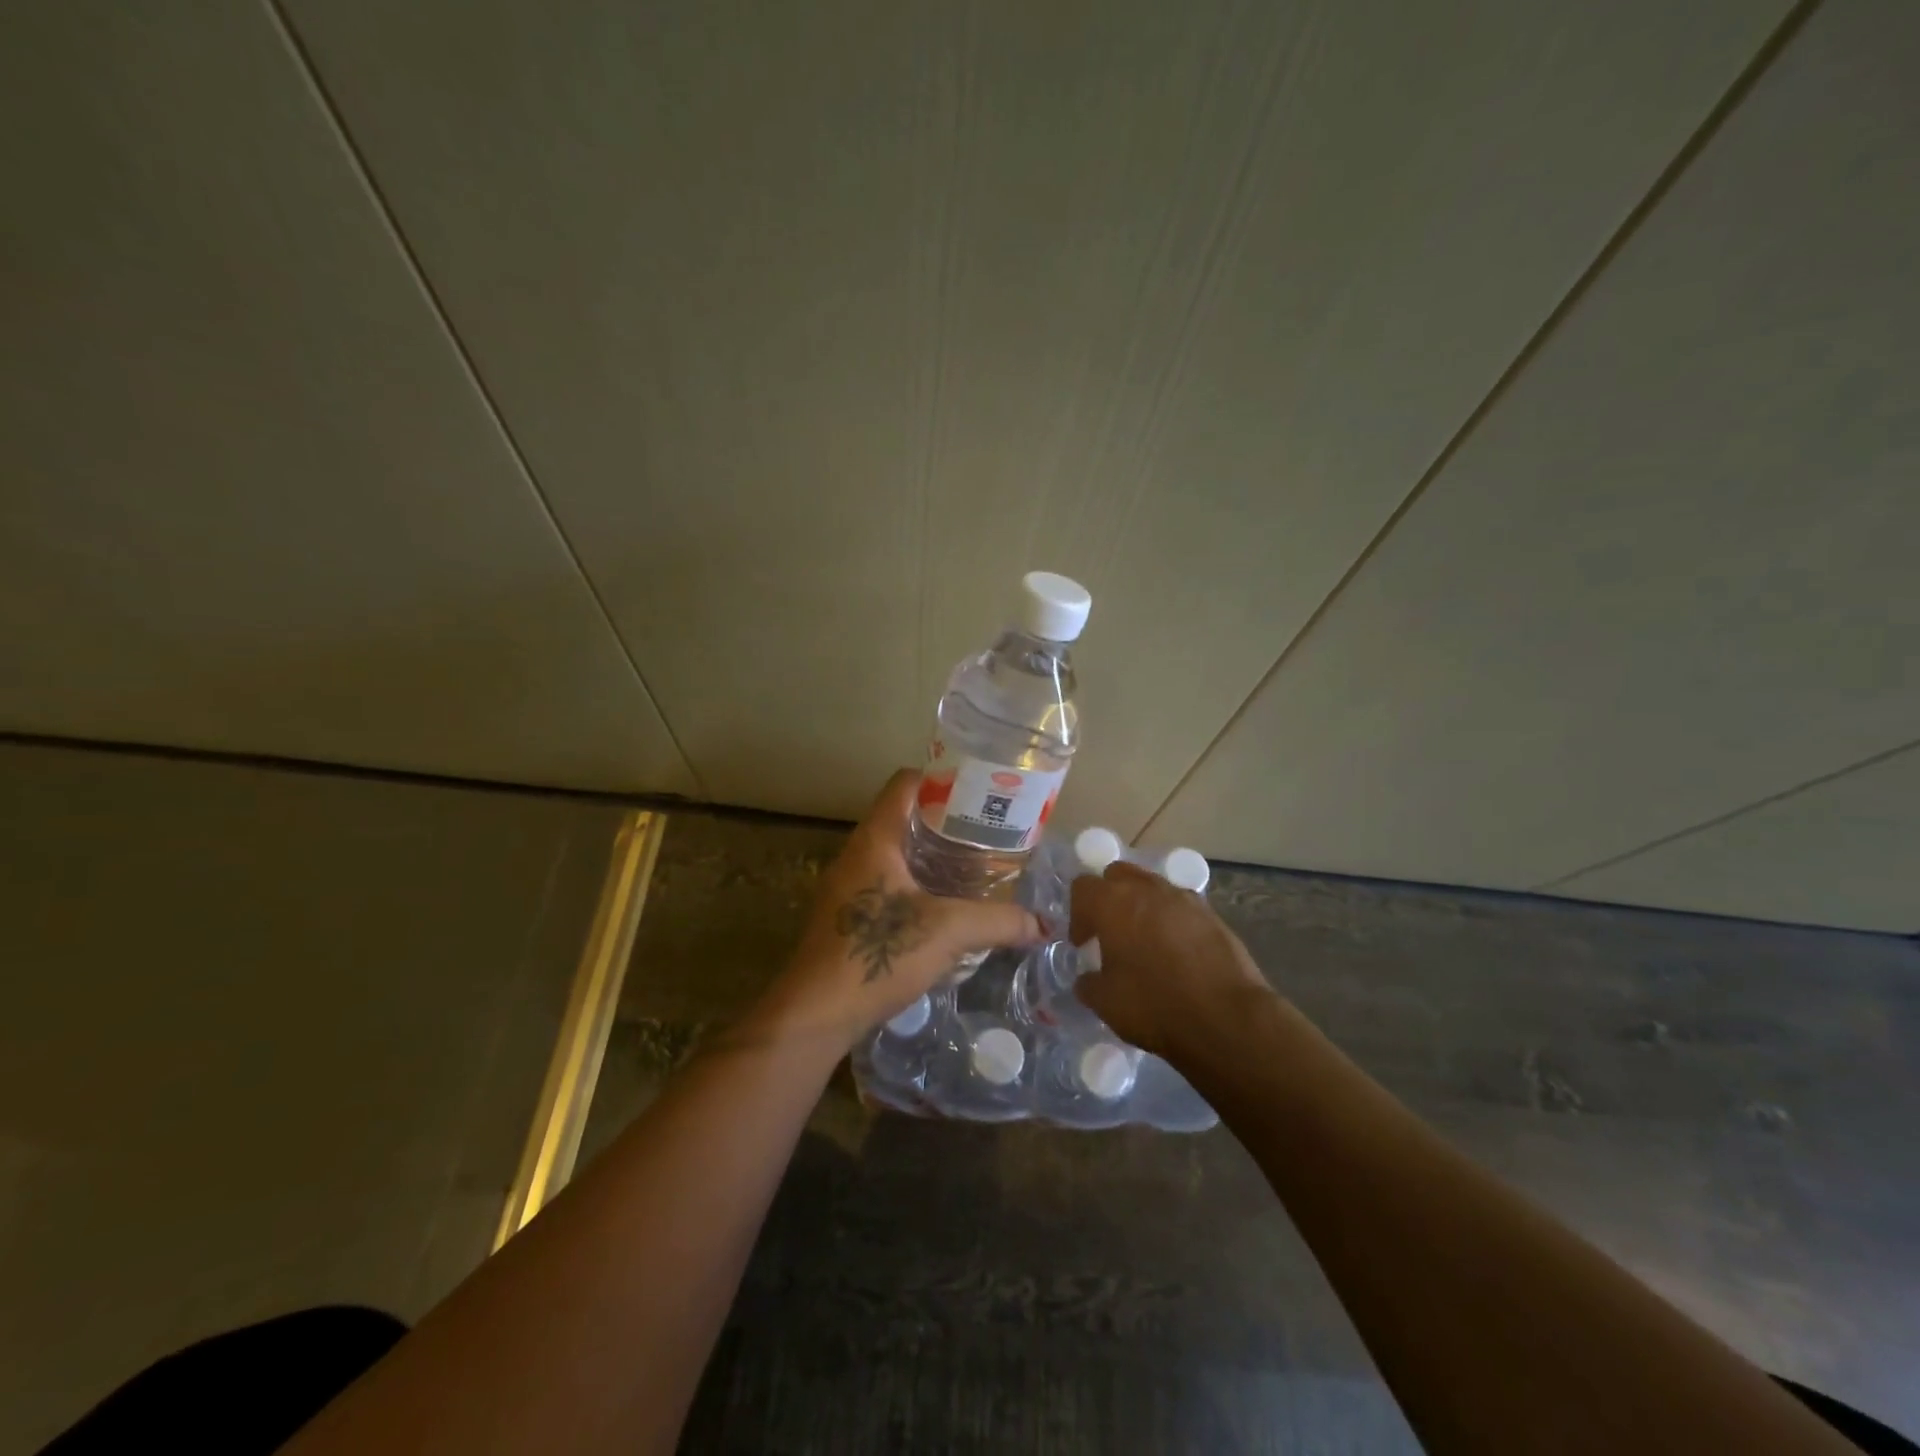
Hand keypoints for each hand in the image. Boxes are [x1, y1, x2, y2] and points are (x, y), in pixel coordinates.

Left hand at [755, 769, 1040, 1049]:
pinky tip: (946, 906)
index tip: (979, 791)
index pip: (905, 783)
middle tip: (987, 831)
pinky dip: (917, 883)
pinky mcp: (847, 916)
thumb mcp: (948, 931)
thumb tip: (1042, 925)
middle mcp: (857, 853)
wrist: (816, 1013)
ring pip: (895, 853)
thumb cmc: (878, 955)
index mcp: (875, 839)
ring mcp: (848, 886)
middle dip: (945, 820)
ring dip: (931, 855)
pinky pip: (887, 882)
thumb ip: (998, 921)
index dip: (942, 778)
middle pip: (903, 817)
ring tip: (975, 866)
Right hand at [1069, 862, 1275, 1064]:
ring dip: (1142, 906)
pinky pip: (1181, 906)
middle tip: (1111, 932)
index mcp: (1113, 902)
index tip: (1084, 944)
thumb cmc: (1154, 1005)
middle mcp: (1147, 889)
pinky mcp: (1212, 914)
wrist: (1226, 1018)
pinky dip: (1172, 920)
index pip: (1083, 887)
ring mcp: (1184, 898)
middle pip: (1118, 874)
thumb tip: (1088, 979)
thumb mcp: (1105, 1002)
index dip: (1078, 915)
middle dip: (1110, 897)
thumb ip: (1089, 983)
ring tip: (1146, 941)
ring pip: (1152, 887)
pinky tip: (1177, 952)